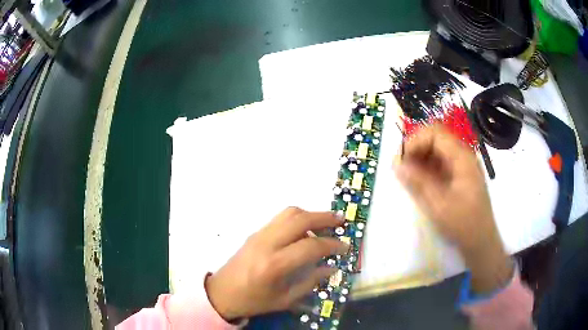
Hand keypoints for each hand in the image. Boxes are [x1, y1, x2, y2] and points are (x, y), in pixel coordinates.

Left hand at [205, 207, 348, 319]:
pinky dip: (298, 218)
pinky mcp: (255, 232)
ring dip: (311, 214)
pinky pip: (280, 218)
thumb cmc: (254, 300)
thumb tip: (332, 267)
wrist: (222, 292)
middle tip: (341, 221)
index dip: (332, 245)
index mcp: (274, 264)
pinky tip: (306, 230)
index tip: (345, 246)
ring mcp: (259, 234)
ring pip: (289, 213)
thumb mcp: (285, 299)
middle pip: (300, 219)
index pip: (310, 246)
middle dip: (324, 218)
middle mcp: (267, 243)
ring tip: (326, 223)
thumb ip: (310, 282)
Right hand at [394, 125, 512, 293]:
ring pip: (437, 149)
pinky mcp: (460, 175)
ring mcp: (463, 165)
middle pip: (436, 138)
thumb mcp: (438, 205)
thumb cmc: (463, 224)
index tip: (401, 160)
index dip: (415, 141)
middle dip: (416, 148)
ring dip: (420, 158)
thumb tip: (396, 164)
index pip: (435, 133)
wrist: (481, 241)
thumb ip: (418, 182)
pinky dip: (428, 167)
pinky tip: (420, 181)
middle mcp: (463, 155)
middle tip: (402, 167)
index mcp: (462, 158)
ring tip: (408, 175)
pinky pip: (441, 162)